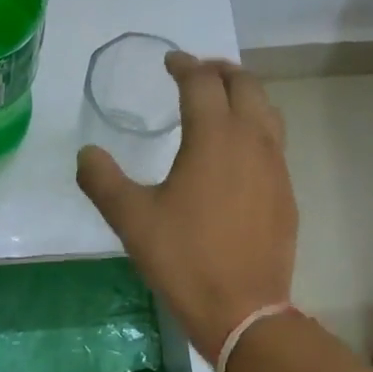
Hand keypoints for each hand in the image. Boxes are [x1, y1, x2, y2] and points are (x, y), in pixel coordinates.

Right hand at [77, 52, 297, 359]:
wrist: (243, 309)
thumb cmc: (184, 258)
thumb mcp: (131, 218)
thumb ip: (102, 179)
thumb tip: (86, 153)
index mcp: (214, 137)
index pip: (202, 82)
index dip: (184, 65)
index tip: (169, 62)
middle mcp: (252, 140)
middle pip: (245, 85)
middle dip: (220, 71)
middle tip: (197, 72)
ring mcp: (276, 167)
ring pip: (267, 111)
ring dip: (244, 95)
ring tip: (221, 101)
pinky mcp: (286, 193)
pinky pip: (274, 142)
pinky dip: (255, 127)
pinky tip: (237, 153)